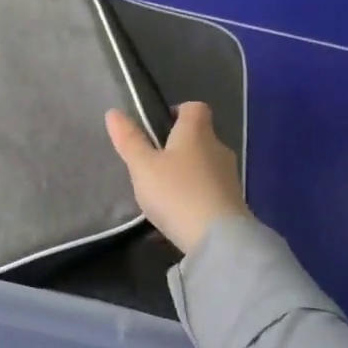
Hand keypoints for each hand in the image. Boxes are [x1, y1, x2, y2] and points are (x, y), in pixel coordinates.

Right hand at [105, 102, 249, 254]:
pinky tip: (178, 212)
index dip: (178, 110)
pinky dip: (195, 194)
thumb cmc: (176, 192)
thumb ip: (129, 140)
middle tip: (154, 161)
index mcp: (196, 133)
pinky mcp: (233, 202)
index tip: (159, 124)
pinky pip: (210, 189)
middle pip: (200, 136)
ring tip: (163, 190)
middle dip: (179, 145)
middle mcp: (218, 149)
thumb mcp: (143, 166)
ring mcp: (229, 177)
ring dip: (187, 171)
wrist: (218, 239)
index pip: (195, 108)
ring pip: (205, 164)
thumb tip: (113, 112)